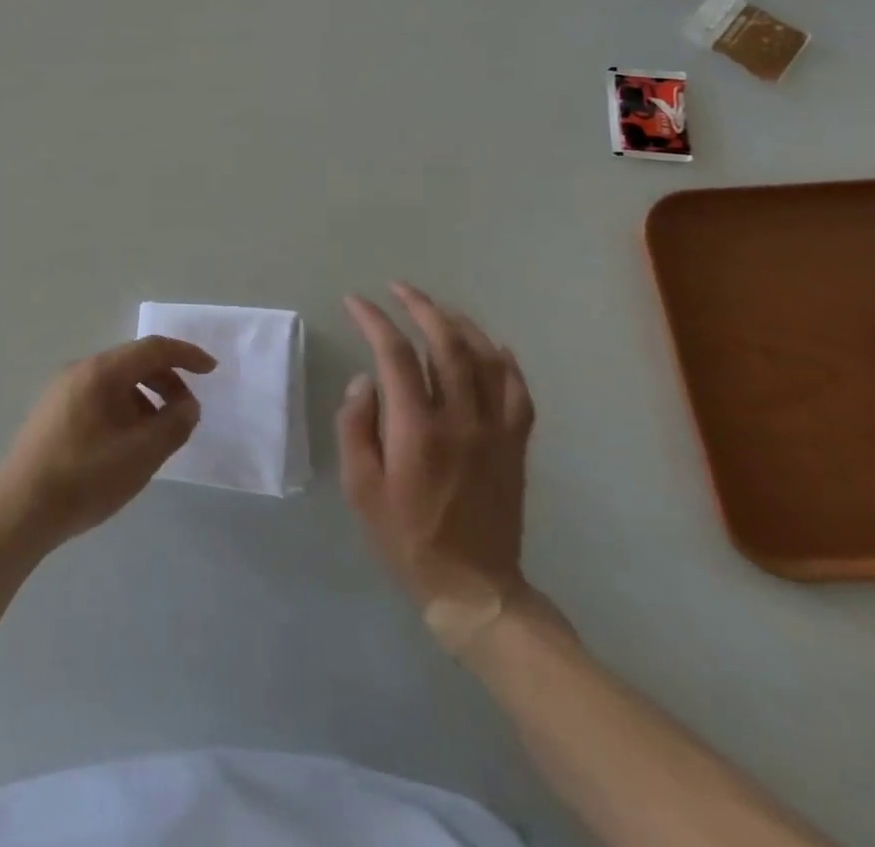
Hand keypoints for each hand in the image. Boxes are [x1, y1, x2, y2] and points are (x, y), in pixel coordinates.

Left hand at [0, 337, 216, 555]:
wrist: (19, 510)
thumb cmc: (85, 478)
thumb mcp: (141, 455)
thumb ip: (174, 425)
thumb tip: (188, 405)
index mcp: (101, 371)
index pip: (152, 348)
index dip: (186, 355)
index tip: (212, 370)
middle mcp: (79, 370)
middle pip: (132, 362)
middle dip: (167, 381)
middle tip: (186, 412)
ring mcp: (61, 390)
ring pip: (115, 382)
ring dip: (145, 398)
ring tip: (158, 434)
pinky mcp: (52, 412)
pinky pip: (98, 397)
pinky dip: (123, 408)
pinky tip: (126, 443)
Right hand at [338, 282, 537, 654]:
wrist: (474, 587)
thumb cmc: (406, 537)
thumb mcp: (360, 488)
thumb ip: (356, 427)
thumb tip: (365, 380)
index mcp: (417, 430)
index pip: (394, 355)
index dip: (374, 320)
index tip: (355, 302)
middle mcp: (461, 420)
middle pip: (445, 344)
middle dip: (420, 307)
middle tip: (398, 288)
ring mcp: (495, 431)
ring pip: (485, 359)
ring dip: (460, 324)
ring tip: (438, 308)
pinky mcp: (516, 445)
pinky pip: (518, 391)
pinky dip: (506, 361)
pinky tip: (493, 346)